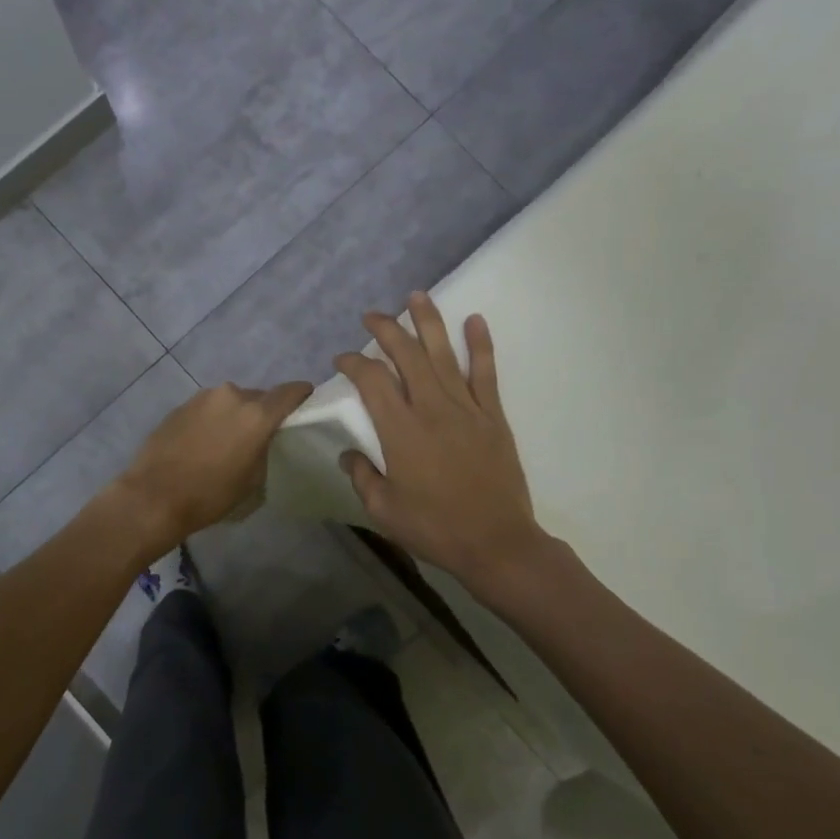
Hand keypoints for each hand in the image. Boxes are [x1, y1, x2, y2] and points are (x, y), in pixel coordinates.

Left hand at [110, 379, 313, 557]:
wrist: (153, 496)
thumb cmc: (210, 494)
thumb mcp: (253, 480)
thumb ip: (265, 448)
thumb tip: (262, 439)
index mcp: (257, 413)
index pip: (291, 391)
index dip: (302, 397)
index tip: (305, 407)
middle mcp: (231, 395)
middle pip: (259, 397)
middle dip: (263, 412)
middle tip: (261, 436)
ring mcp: (203, 397)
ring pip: (231, 401)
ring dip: (235, 416)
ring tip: (227, 442)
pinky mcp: (180, 405)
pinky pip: (208, 408)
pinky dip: (212, 420)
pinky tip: (203, 444)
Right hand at [335, 293, 550, 588]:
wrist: (496, 542)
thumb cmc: (435, 528)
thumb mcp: (384, 510)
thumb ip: (362, 476)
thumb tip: (348, 454)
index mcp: (401, 430)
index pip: (372, 381)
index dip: (354, 363)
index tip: (342, 358)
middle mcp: (432, 408)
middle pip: (406, 355)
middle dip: (386, 329)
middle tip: (372, 316)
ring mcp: (466, 408)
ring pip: (443, 354)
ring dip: (428, 322)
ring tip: (416, 296)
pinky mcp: (493, 416)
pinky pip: (486, 373)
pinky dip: (480, 345)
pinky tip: (475, 320)